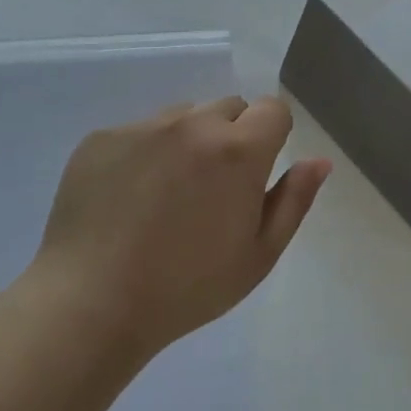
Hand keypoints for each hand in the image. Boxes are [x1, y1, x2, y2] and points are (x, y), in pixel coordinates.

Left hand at [32, 96, 330, 356]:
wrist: (90, 304)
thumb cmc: (188, 288)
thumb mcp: (258, 255)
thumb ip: (294, 200)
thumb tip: (319, 161)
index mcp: (238, 150)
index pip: (272, 109)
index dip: (272, 136)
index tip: (256, 174)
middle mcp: (192, 124)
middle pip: (229, 107)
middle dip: (232, 137)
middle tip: (213, 190)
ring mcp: (142, 127)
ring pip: (183, 117)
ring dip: (188, 142)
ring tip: (166, 196)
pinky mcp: (101, 137)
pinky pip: (139, 132)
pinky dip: (144, 154)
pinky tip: (128, 200)